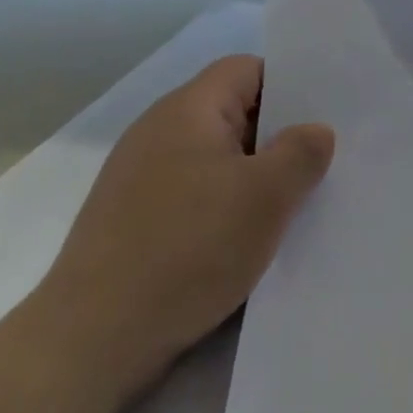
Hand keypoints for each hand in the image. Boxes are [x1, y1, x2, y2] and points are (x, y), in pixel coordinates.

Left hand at [23, 56, 334, 407]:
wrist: (89, 343)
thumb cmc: (187, 250)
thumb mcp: (265, 197)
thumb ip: (301, 153)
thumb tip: (317, 131)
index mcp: (187, 109)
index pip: (247, 69)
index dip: (289, 85)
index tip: (322, 116)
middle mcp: (159, 132)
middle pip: (232, 112)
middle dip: (277, 136)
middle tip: (318, 163)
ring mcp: (140, 178)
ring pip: (215, 158)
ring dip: (252, 177)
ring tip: (290, 206)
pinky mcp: (133, 221)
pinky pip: (193, 195)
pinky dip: (223, 208)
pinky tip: (245, 241)